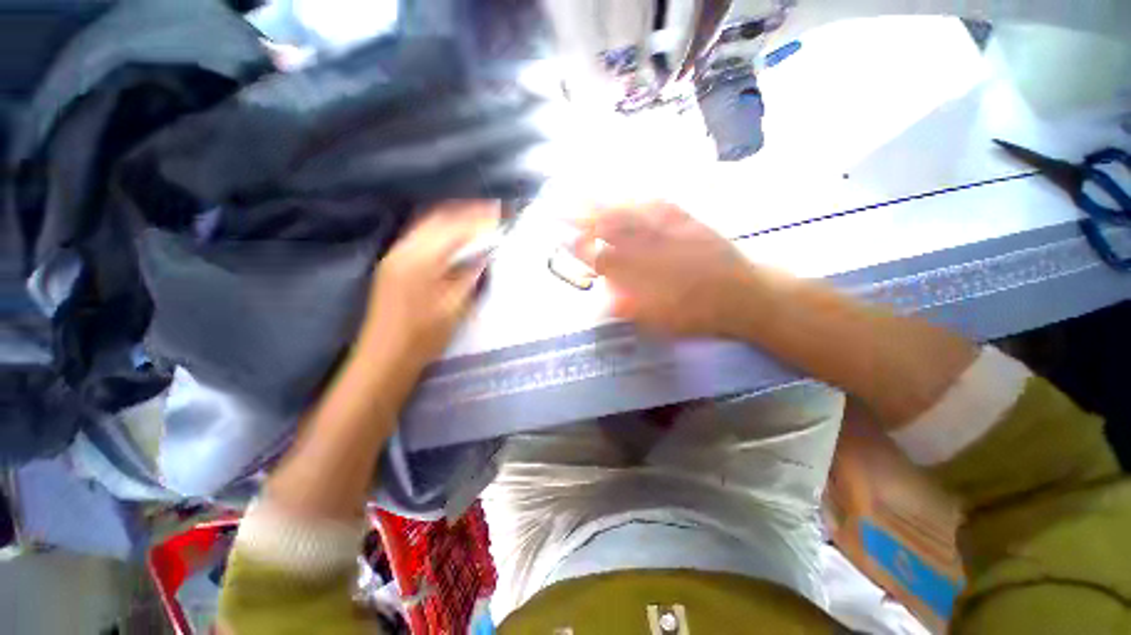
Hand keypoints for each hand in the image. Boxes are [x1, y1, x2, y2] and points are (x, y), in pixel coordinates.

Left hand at [357, 200, 499, 371]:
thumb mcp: (454, 308)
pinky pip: (420, 233)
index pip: (454, 228)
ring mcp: (395, 254)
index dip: (479, 218)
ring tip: (478, 217)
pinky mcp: (393, 262)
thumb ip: (469, 276)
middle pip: (438, 217)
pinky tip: (455, 232)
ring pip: (427, 222)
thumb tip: (485, 253)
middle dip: (467, 210)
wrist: (385, 356)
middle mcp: (404, 249)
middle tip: (492, 209)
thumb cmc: (423, 337)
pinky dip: (441, 227)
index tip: (500, 213)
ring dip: (454, 216)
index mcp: (421, 261)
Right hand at [572, 201, 759, 337]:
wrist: (744, 295)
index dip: (578, 248)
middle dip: (580, 217)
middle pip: (609, 230)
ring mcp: (669, 231)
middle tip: (558, 207)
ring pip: (629, 213)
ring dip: (601, 203)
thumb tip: (604, 299)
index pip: (602, 259)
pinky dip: (635, 199)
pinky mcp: (686, 220)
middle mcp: (652, 249)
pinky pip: (656, 205)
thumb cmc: (700, 314)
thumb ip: (631, 308)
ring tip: (579, 193)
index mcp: (643, 277)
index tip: (559, 238)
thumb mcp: (663, 322)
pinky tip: (624, 194)